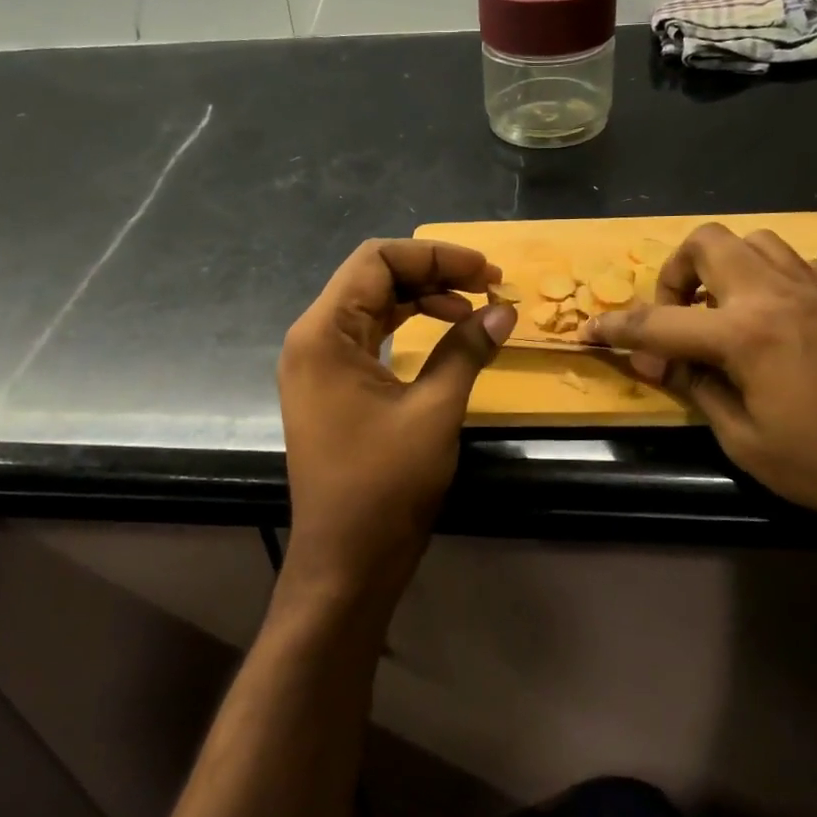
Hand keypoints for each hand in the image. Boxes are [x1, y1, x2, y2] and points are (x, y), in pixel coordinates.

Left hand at [277, 239, 515, 612]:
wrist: (345, 561)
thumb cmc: (385, 486)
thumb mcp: (435, 411)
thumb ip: (467, 350)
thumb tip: (503, 311)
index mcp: (324, 333)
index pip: (377, 260)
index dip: (435, 255)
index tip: (486, 272)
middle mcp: (312, 339)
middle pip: (373, 278)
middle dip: (432, 273)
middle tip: (488, 287)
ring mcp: (317, 365)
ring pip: (372, 306)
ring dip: (422, 299)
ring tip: (472, 308)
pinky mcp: (330, 389)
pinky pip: (369, 337)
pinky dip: (407, 327)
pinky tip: (444, 334)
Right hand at [584, 224, 816, 552]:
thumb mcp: (746, 442)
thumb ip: (699, 389)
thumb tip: (667, 364)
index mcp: (746, 334)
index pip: (658, 322)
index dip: (615, 328)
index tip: (589, 332)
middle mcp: (778, 294)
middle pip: (706, 243)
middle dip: (674, 275)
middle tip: (677, 321)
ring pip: (754, 242)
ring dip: (723, 269)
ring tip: (723, 317)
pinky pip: (796, 263)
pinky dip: (768, 279)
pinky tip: (775, 322)